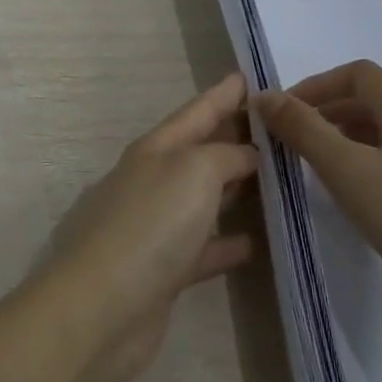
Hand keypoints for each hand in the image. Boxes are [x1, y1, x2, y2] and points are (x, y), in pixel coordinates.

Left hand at [26, 74, 259, 381]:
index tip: (250, 75)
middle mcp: (153, 181)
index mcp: (155, 150)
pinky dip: (230, 242)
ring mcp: (156, 227)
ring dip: (236, 188)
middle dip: (235, 136)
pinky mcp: (165, 271)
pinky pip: (205, 248)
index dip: (224, 93)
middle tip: (280, 127)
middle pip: (201, 152)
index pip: (197, 112)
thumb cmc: (149, 225)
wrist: (102, 307)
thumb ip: (225, 155)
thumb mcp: (193, 171)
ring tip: (280, 180)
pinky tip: (259, 242)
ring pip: (204, 198)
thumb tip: (246, 153)